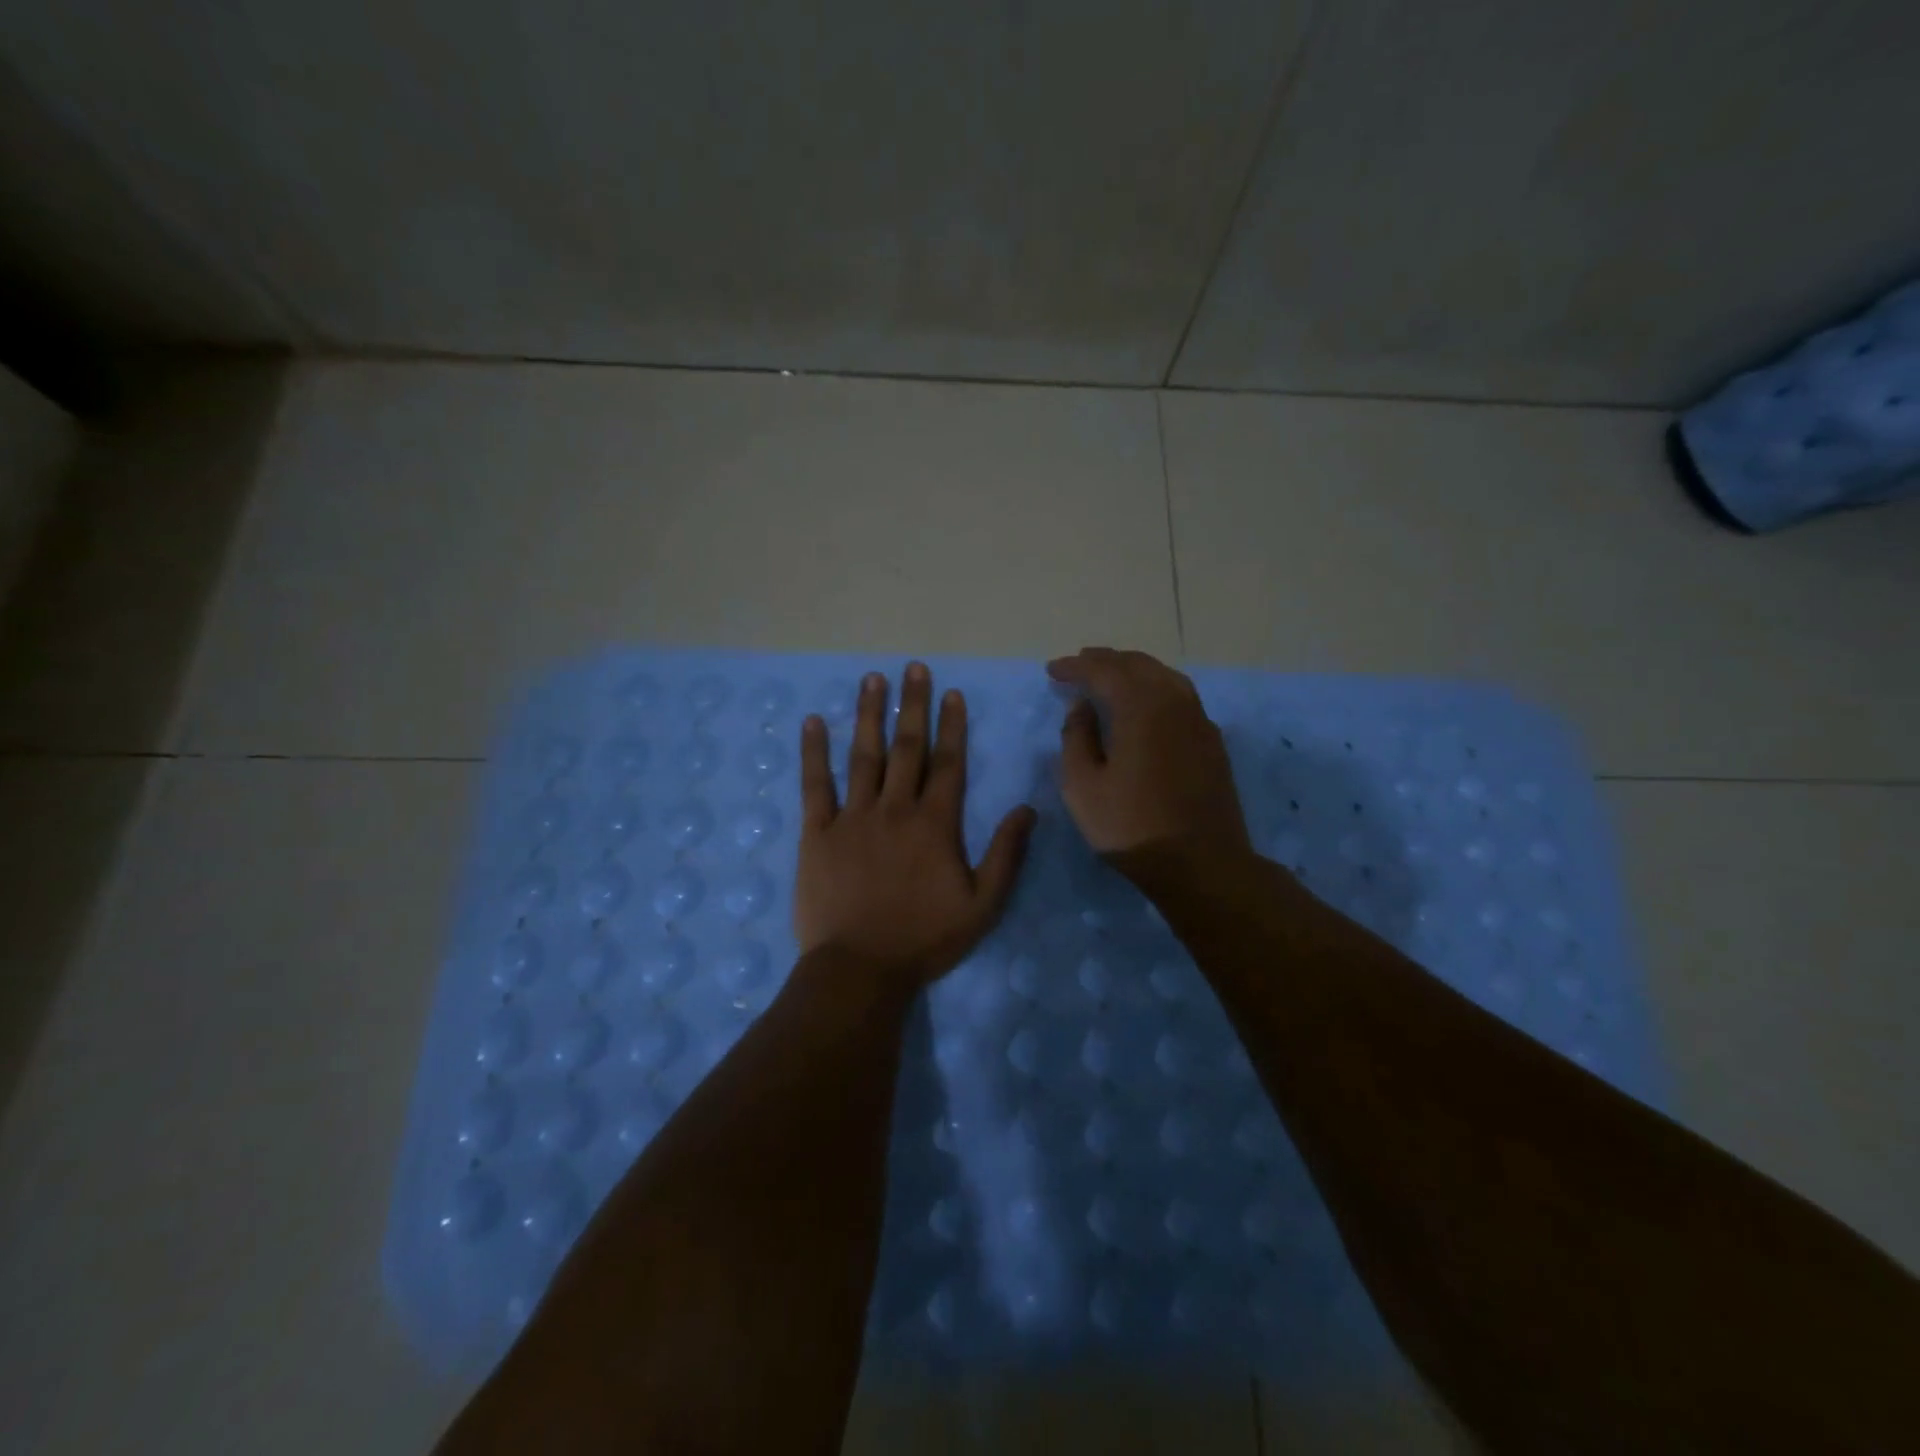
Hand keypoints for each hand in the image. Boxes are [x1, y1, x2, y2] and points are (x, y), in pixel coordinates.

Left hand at [794, 663, 1035, 984]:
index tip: (951, 693)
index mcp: (935, 824)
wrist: (860, 969)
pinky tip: (813, 722)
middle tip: (912, 668)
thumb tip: (1027, 808)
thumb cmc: (924, 939)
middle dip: (912, 705)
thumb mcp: (982, 905)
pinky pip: (815, 785)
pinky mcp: (817, 833)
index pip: (947, 763)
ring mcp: (852, 817)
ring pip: (863, 756)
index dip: (951, 726)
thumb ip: (1006, 854)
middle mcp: (895, 809)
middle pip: (906, 748)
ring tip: (871, 679)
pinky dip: (813, 753)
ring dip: (868, 715)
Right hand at [1048, 647, 1249, 858]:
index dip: (1075, 667)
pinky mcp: (1212, 741)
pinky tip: (1147, 703)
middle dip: (1105, 660)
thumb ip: (1076, 738)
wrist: (1201, 863)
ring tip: (1111, 675)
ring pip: (1164, 676)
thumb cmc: (1131, 826)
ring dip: (1134, 669)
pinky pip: (1181, 696)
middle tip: (1080, 664)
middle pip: (1137, 665)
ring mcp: (1198, 720)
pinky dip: (1156, 687)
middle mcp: (1173, 702)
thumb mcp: (1082, 786)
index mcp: (1139, 707)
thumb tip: (1082, 708)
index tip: (1052, 671)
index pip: (1103, 670)